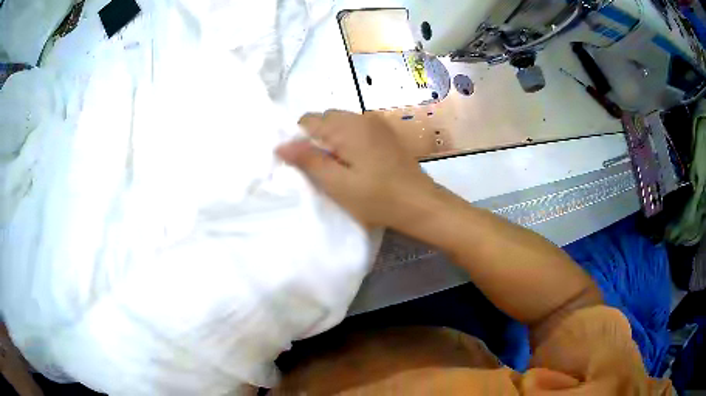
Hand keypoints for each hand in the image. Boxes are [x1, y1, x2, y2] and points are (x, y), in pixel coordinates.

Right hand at [276, 110, 434, 228]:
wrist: (420, 204)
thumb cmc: (376, 198)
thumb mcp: (337, 183)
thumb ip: (308, 160)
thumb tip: (280, 144)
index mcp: (346, 126)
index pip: (308, 120)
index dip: (300, 140)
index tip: (306, 164)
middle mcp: (361, 117)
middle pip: (325, 119)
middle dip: (317, 139)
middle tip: (324, 168)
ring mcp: (376, 123)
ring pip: (341, 124)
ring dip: (334, 140)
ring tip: (341, 168)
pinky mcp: (386, 133)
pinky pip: (357, 129)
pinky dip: (349, 141)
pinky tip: (358, 163)